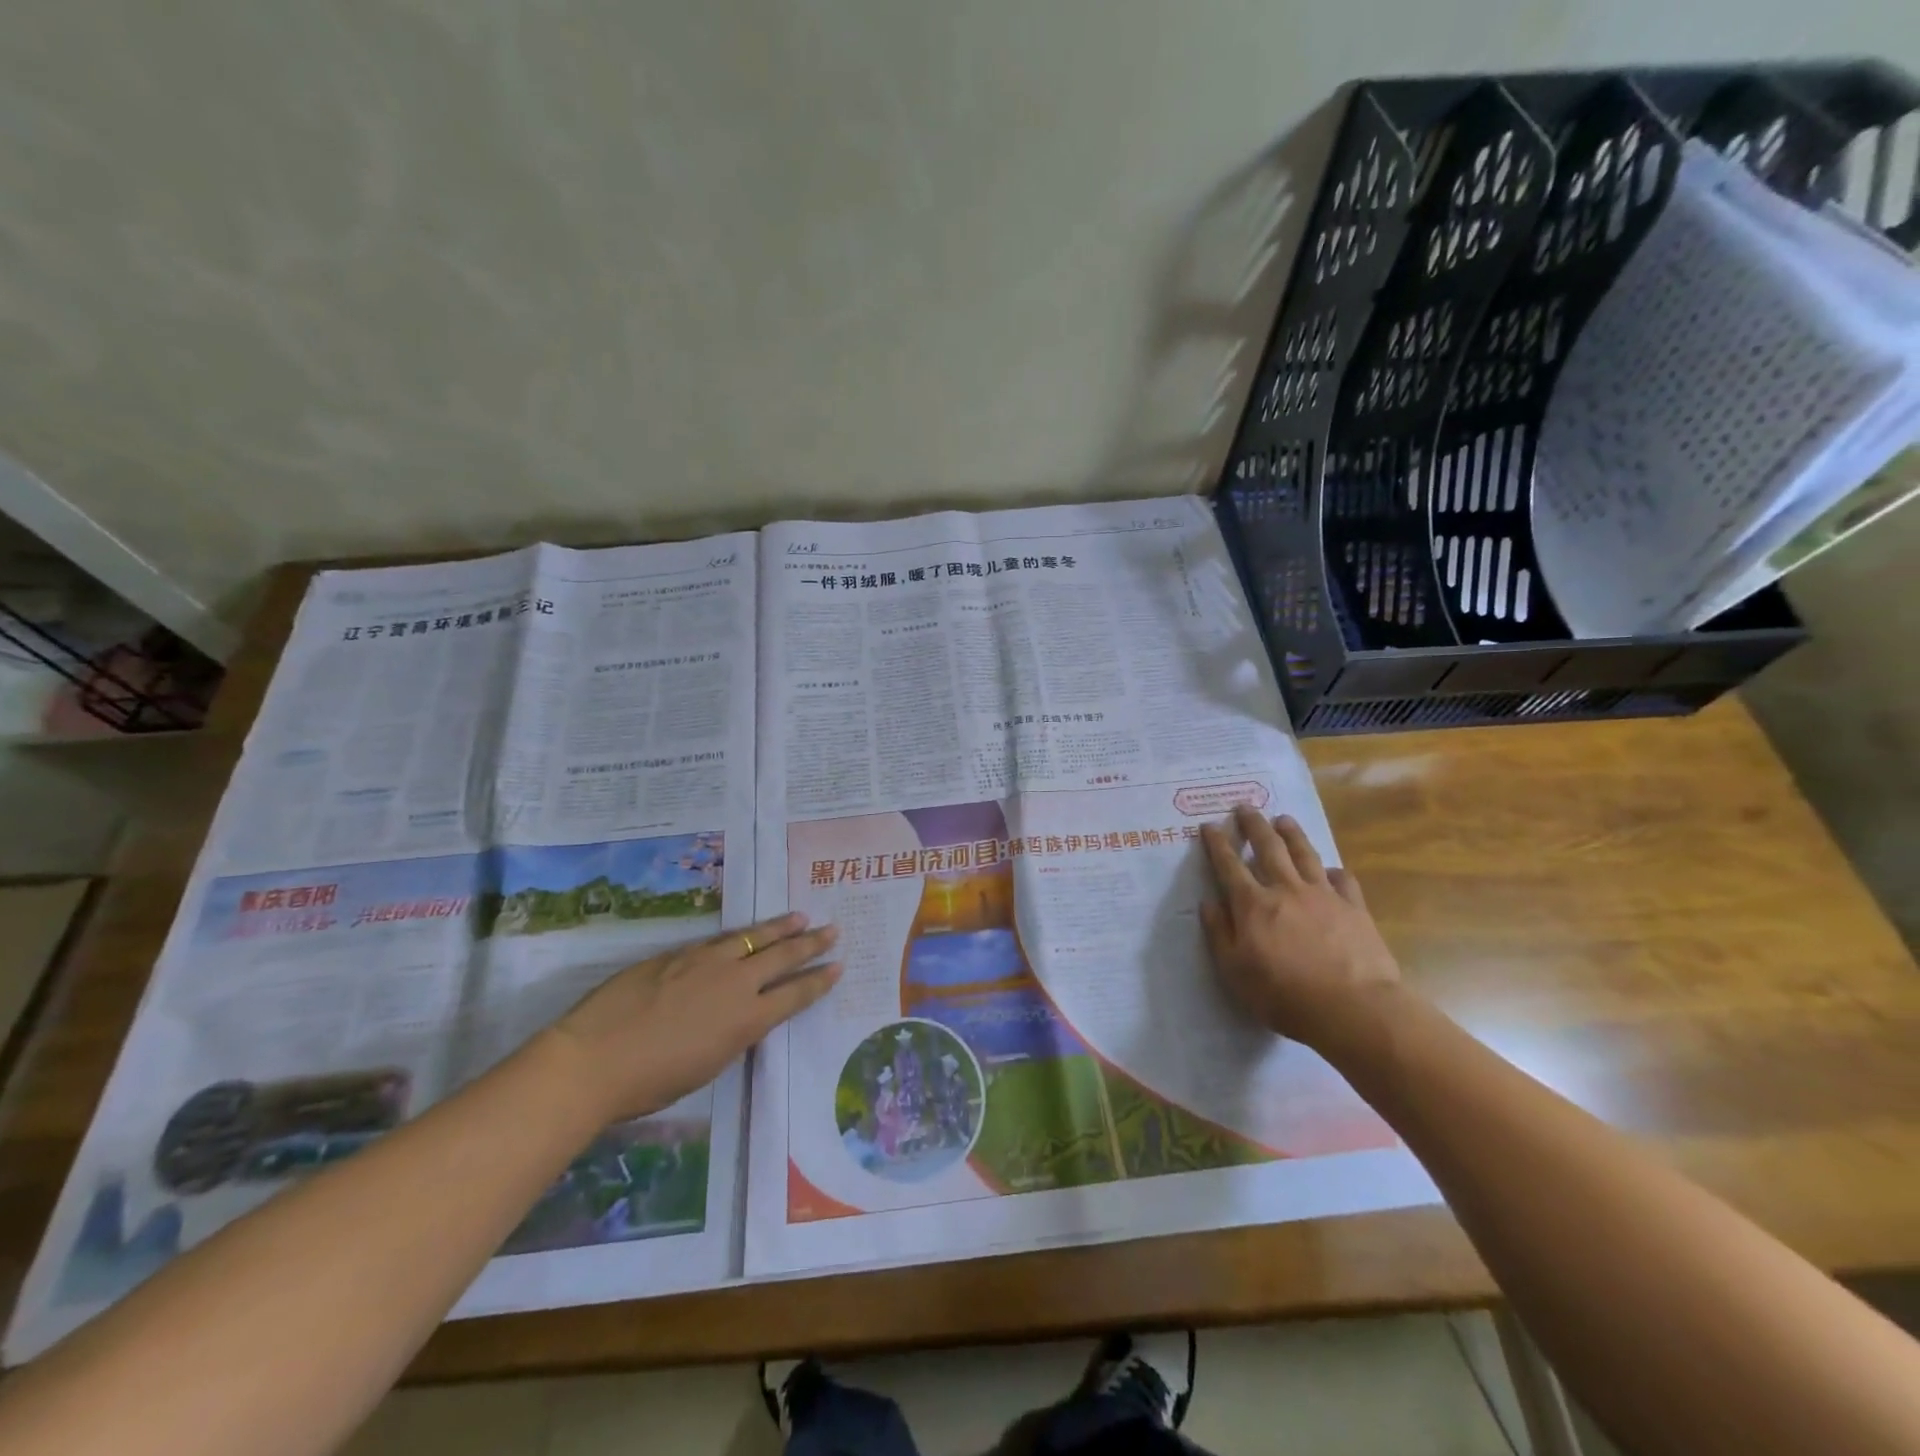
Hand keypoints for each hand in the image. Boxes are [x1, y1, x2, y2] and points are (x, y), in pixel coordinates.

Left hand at [546, 912, 840, 1120]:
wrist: (592, 1059)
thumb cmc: (650, 1082)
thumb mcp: (708, 1066)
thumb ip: (733, 1034)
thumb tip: (743, 1015)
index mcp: (746, 1019)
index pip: (794, 994)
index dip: (819, 981)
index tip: (839, 966)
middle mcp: (734, 983)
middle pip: (782, 956)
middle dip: (811, 943)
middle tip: (833, 929)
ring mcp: (705, 961)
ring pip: (753, 936)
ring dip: (780, 927)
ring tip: (801, 916)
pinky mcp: (677, 953)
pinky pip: (720, 939)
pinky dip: (741, 934)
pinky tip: (747, 931)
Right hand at [1199, 805, 1400, 1052]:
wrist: (1353, 1008)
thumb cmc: (1284, 995)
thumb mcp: (1235, 971)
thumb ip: (1220, 934)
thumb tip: (1209, 903)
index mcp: (1253, 905)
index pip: (1229, 865)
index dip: (1217, 844)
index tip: (1209, 825)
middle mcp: (1286, 890)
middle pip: (1268, 847)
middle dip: (1254, 825)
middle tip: (1245, 806)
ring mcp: (1323, 896)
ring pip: (1305, 854)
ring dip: (1292, 834)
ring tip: (1284, 819)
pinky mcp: (1354, 908)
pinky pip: (1343, 880)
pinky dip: (1333, 871)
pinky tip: (1330, 869)